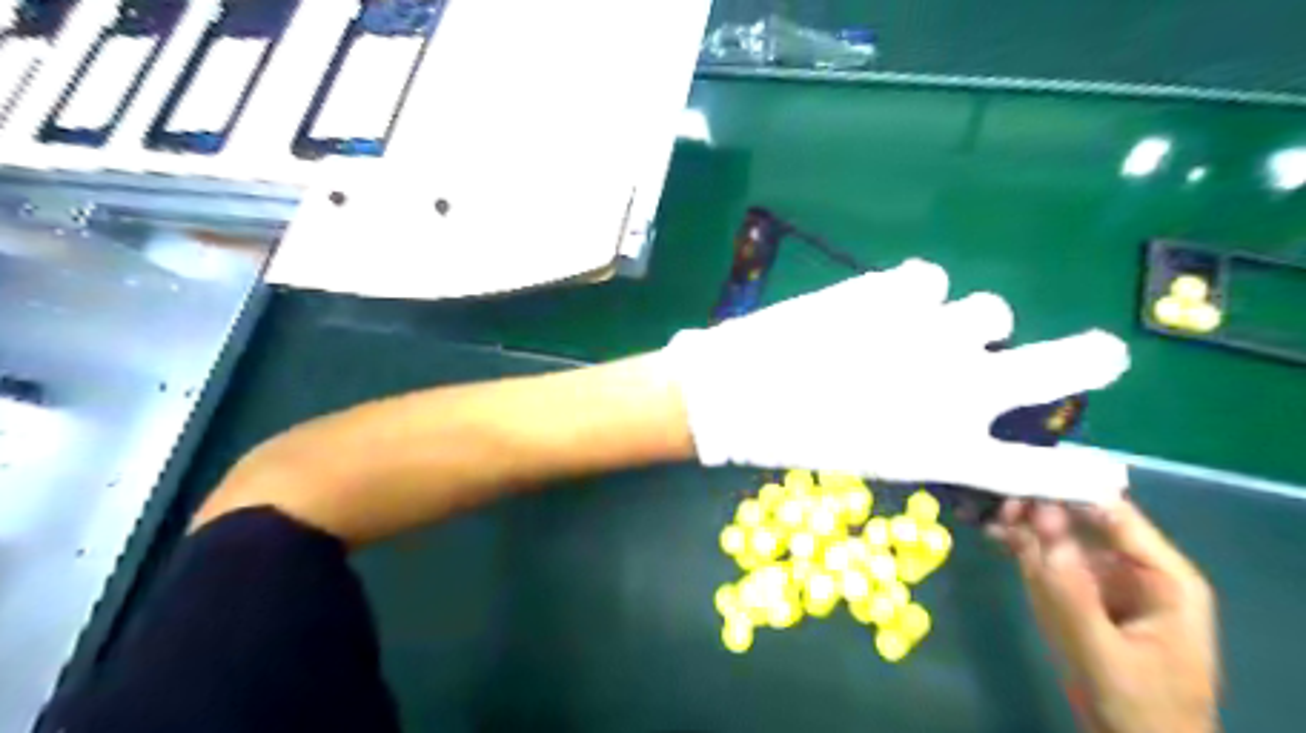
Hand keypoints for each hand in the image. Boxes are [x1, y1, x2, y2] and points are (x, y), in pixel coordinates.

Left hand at [666, 257, 1132, 502]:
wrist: (738, 392)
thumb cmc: (792, 436)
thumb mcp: (865, 452)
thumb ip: (920, 431)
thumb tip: (952, 401)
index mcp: (940, 447)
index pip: (1031, 470)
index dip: (1076, 476)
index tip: (1111, 474)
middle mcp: (956, 388)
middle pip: (1063, 365)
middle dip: (1088, 359)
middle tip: (1099, 354)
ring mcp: (933, 332)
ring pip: (989, 311)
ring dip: (963, 323)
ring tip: (916, 331)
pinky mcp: (896, 292)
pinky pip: (929, 279)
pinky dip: (911, 294)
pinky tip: (879, 305)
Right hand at [997, 498, 1219, 731]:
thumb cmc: (1140, 705)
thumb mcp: (1104, 651)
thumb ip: (1070, 588)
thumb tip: (1038, 519)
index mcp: (1162, 576)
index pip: (1114, 514)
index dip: (1069, 487)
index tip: (1021, 470)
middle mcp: (1132, 566)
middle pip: (1080, 518)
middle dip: (1037, 504)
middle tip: (994, 497)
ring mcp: (1102, 578)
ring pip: (1057, 534)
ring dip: (1020, 520)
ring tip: (983, 508)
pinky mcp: (1077, 591)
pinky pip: (1046, 557)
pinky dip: (1018, 543)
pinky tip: (991, 530)